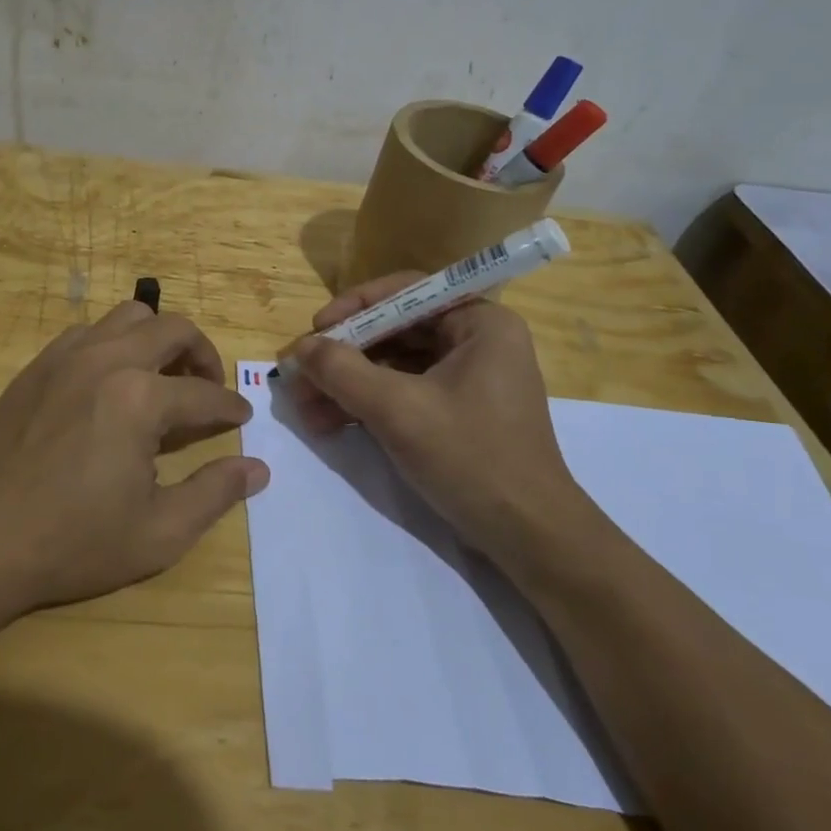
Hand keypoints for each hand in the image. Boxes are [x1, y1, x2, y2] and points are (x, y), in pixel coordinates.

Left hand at [0, 302, 267, 612]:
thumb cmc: (71, 543)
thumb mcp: (157, 534)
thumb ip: (214, 494)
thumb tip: (258, 468)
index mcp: (140, 399)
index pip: (205, 392)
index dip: (231, 407)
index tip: (242, 419)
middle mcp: (106, 360)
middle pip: (172, 328)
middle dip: (203, 354)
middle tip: (208, 388)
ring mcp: (65, 356)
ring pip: (128, 316)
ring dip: (157, 339)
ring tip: (162, 379)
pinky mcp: (36, 365)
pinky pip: (88, 332)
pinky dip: (114, 344)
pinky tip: (110, 384)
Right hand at [283, 273, 593, 561]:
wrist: (530, 539)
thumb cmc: (471, 458)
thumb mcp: (398, 410)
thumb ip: (342, 371)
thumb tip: (300, 348)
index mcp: (480, 323)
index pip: (406, 292)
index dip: (354, 306)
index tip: (316, 329)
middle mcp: (476, 341)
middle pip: (395, 330)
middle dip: (344, 356)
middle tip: (300, 376)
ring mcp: (468, 379)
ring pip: (393, 365)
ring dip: (347, 384)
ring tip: (305, 409)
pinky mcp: (457, 413)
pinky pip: (403, 392)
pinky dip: (367, 404)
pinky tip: (329, 423)